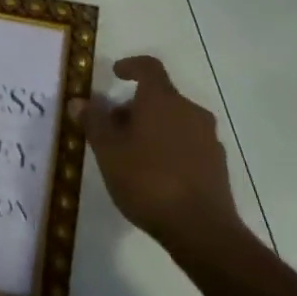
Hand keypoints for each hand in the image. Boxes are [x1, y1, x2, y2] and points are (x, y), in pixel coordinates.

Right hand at [77, 56, 244, 252]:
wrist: (201, 229)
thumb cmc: (147, 180)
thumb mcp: (108, 151)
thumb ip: (93, 122)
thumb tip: (79, 101)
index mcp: (162, 100)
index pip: (149, 67)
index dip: (131, 66)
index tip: (116, 74)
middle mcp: (190, 111)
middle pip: (160, 98)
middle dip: (134, 108)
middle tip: (113, 129)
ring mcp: (208, 137)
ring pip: (174, 121)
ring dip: (153, 129)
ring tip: (131, 156)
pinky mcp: (217, 163)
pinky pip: (188, 144)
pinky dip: (170, 148)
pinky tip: (156, 175)